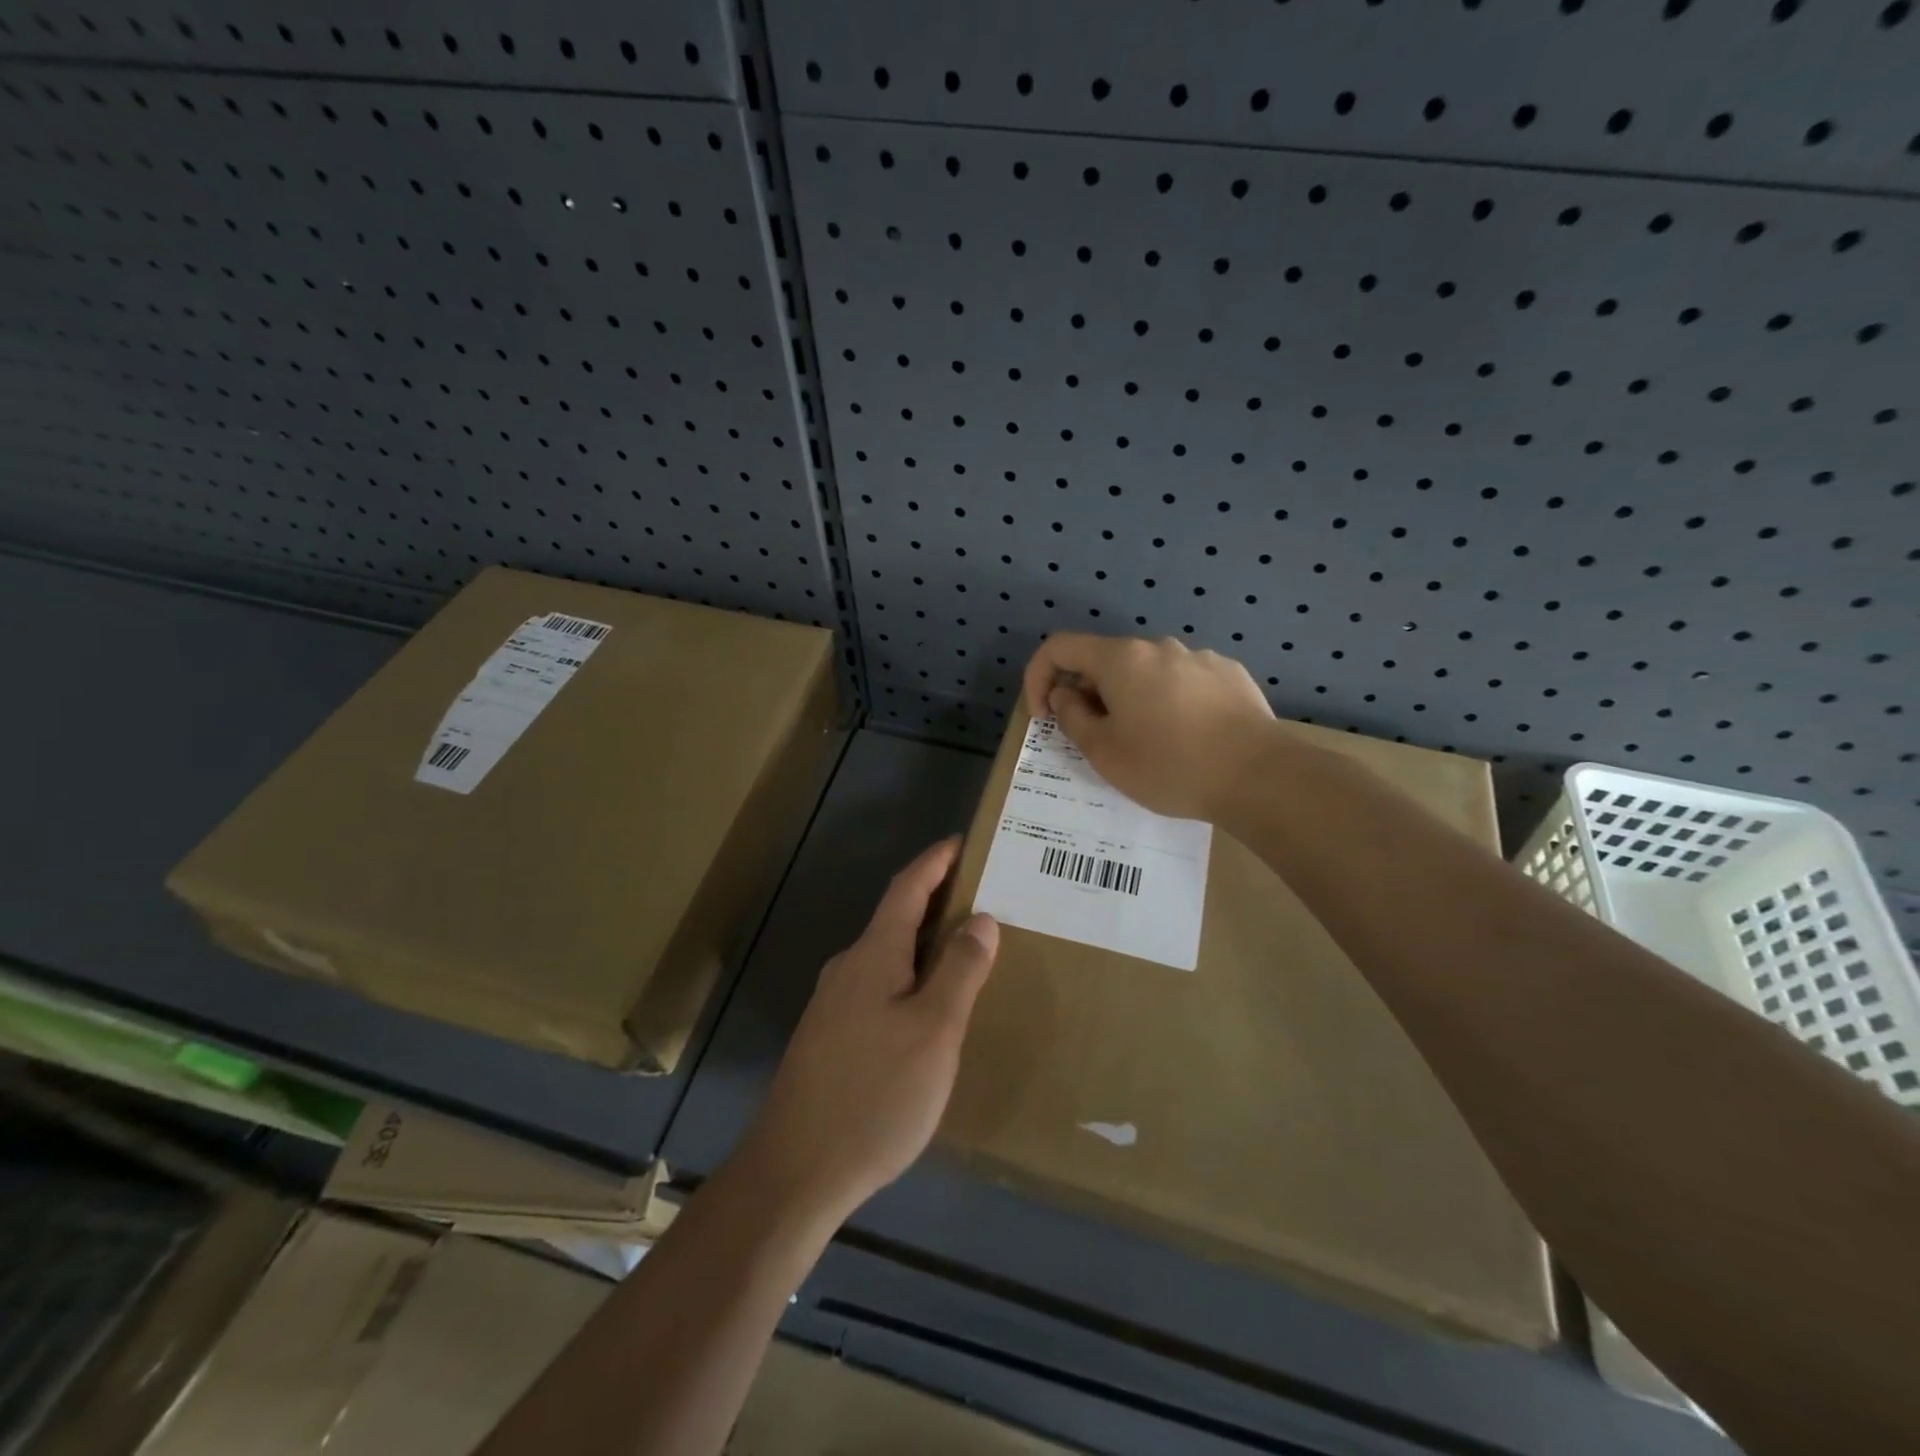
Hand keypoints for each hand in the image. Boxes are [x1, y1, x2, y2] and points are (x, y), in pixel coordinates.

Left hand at [738, 838, 998, 1226]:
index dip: (936, 861)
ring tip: (967, 953)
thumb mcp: (934, 1031)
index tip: (964, 842)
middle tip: (985, 901)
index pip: (907, 887)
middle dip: (938, 902)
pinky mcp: (830, 1039)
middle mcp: (849, 969)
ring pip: (888, 958)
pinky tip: (930, 1009)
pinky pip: (879, 989)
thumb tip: (980, 918)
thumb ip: (960, 970)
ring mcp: (834, 1005)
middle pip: (897, 919)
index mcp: (873, 955)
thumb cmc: (875, 1094)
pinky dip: (911, 979)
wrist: (795, 1173)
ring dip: (925, 945)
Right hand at [1022, 633, 1277, 821]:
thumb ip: (1072, 716)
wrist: (1259, 775)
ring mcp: (1198, 657)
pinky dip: (1168, 701)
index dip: (1038, 677)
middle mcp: (1158, 646)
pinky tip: (1186, 736)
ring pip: (1146, 672)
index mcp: (1121, 659)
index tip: (1044, 716)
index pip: (1060, 647)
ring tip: (1145, 741)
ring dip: (1129, 698)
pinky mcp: (1229, 673)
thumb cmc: (1170, 766)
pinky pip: (1182, 681)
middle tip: (1094, 737)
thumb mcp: (1104, 752)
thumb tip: (1066, 694)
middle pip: (1105, 660)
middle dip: (1087, 693)